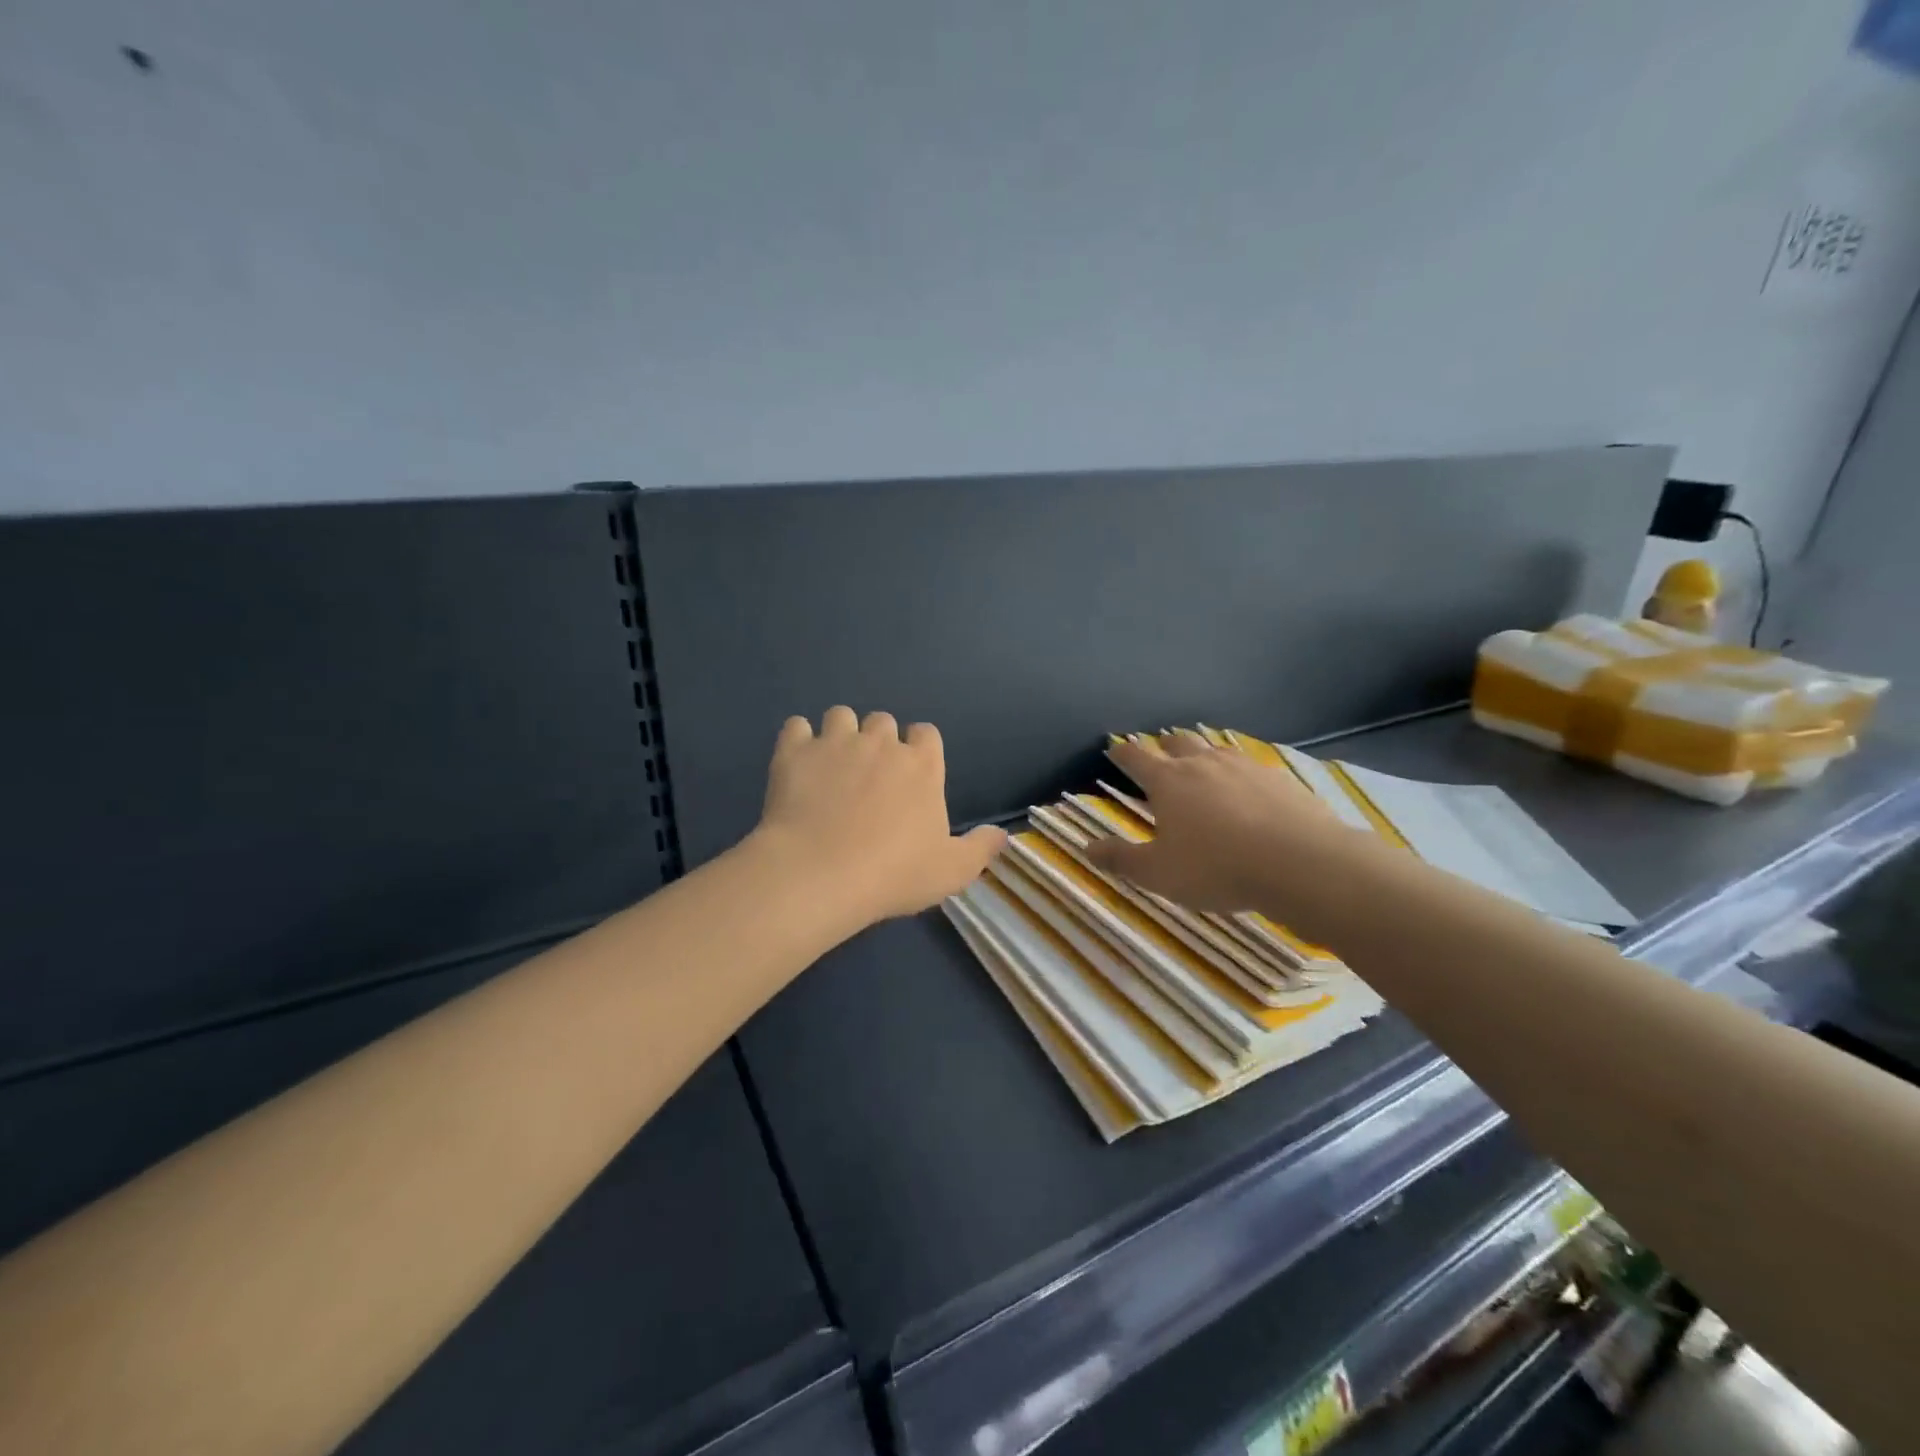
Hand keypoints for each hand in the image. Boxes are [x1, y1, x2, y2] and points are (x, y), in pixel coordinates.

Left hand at [754, 707, 1006, 923]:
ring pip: (840, 716)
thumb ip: (980, 848)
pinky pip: (796, 726)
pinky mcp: (794, 752)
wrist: (821, 873)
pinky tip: (797, 762)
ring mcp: (835, 743)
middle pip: (883, 721)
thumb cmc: (894, 874)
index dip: (918, 748)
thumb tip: (1004, 835)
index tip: (911, 774)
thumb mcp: (952, 871)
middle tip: (868, 776)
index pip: (927, 734)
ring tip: (832, 765)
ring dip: (839, 733)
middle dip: (878, 740)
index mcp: (922, 766)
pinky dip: (798, 740)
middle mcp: (881, 743)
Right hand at [1085, 735, 1345, 912]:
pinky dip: (1239, 773)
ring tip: (1202, 766)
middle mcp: (1203, 763)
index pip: (1136, 757)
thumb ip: (1121, 858)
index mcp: (1167, 781)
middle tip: (1160, 752)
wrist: (1300, 863)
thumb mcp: (1158, 873)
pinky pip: (1250, 766)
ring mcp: (1244, 766)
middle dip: (1164, 744)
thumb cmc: (1216, 868)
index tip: (1114, 749)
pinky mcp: (1279, 778)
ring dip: (1203, 754)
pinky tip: (1247, 790)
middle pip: (1178, 741)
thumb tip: (1087, 848)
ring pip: (1216, 749)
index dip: (1122, 752)